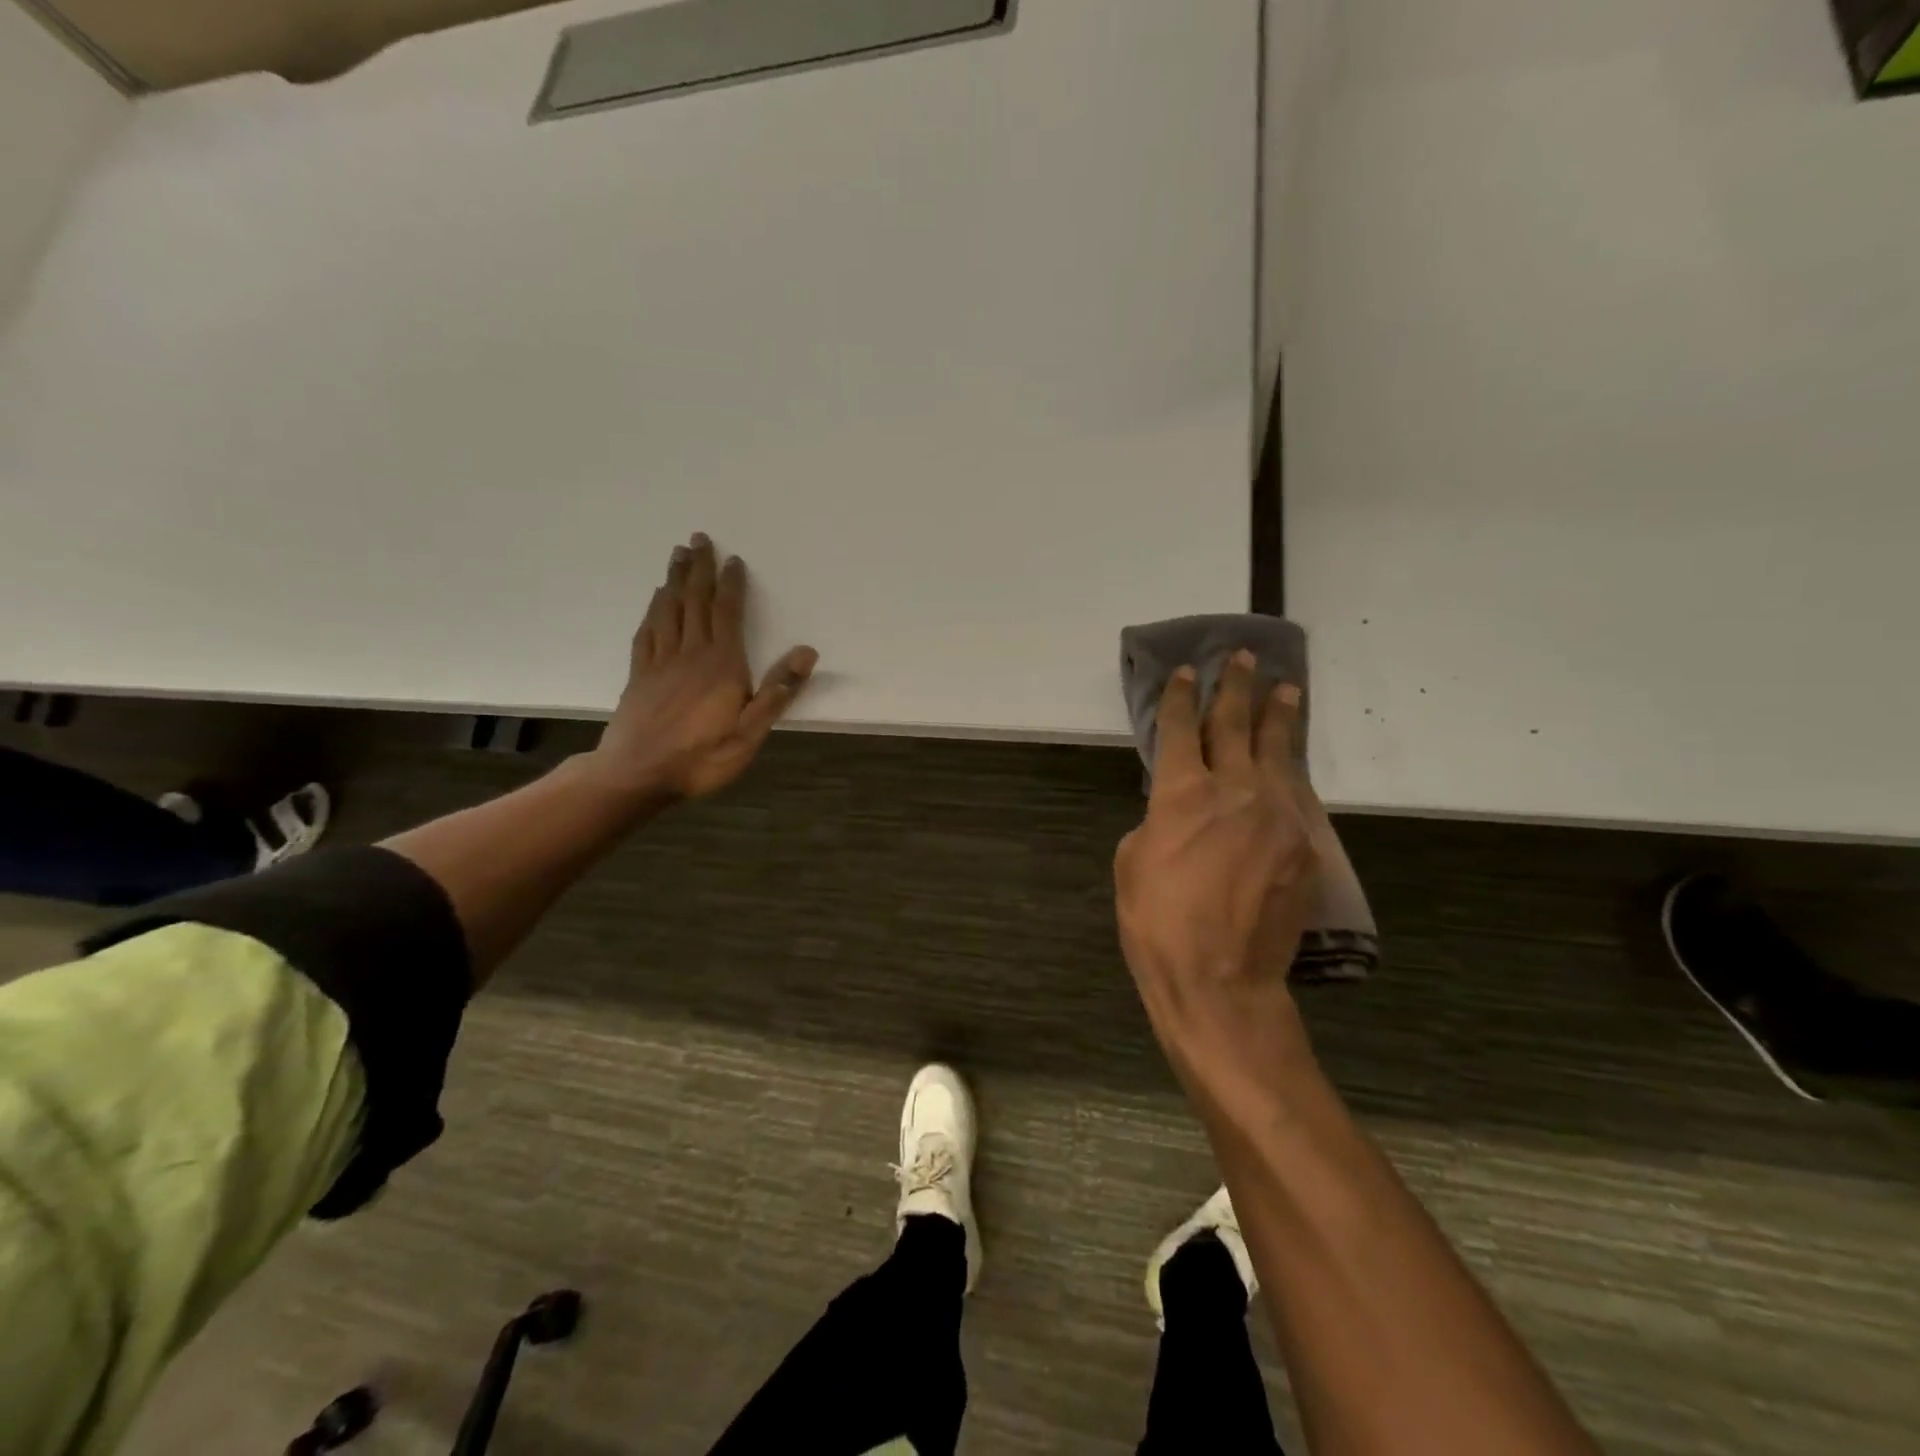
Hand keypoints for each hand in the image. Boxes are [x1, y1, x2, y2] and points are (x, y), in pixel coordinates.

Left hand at [590, 533, 816, 800]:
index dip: (731, 585)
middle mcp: (690, 654)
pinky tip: (655, 602)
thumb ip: (777, 691)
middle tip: (698, 539)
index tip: (734, 560)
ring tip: (677, 556)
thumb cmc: (701, 757)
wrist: (637, 774)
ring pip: (668, 611)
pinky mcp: (640, 676)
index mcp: (721, 664)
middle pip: (694, 602)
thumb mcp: (750, 732)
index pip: (727, 613)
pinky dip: (653, 611)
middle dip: (699, 569)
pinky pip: (648, 632)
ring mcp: (660, 663)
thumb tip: (806, 652)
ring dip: (674, 580)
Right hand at [1114, 650, 1320, 1099]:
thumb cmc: (1158, 923)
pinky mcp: (1305, 843)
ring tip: (1285, 688)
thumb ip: (1157, 820)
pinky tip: (1292, 759)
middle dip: (1235, 687)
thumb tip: (1178, 809)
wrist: (1221, 980)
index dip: (1179, 697)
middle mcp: (1233, 789)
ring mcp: (1277, 814)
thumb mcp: (1131, 862)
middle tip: (1243, 658)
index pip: (1180, 729)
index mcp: (1182, 793)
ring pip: (1278, 751)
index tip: (1185, 672)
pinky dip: (1291, 769)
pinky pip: (1297, 793)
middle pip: (1234, 725)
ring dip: (1279, 716)